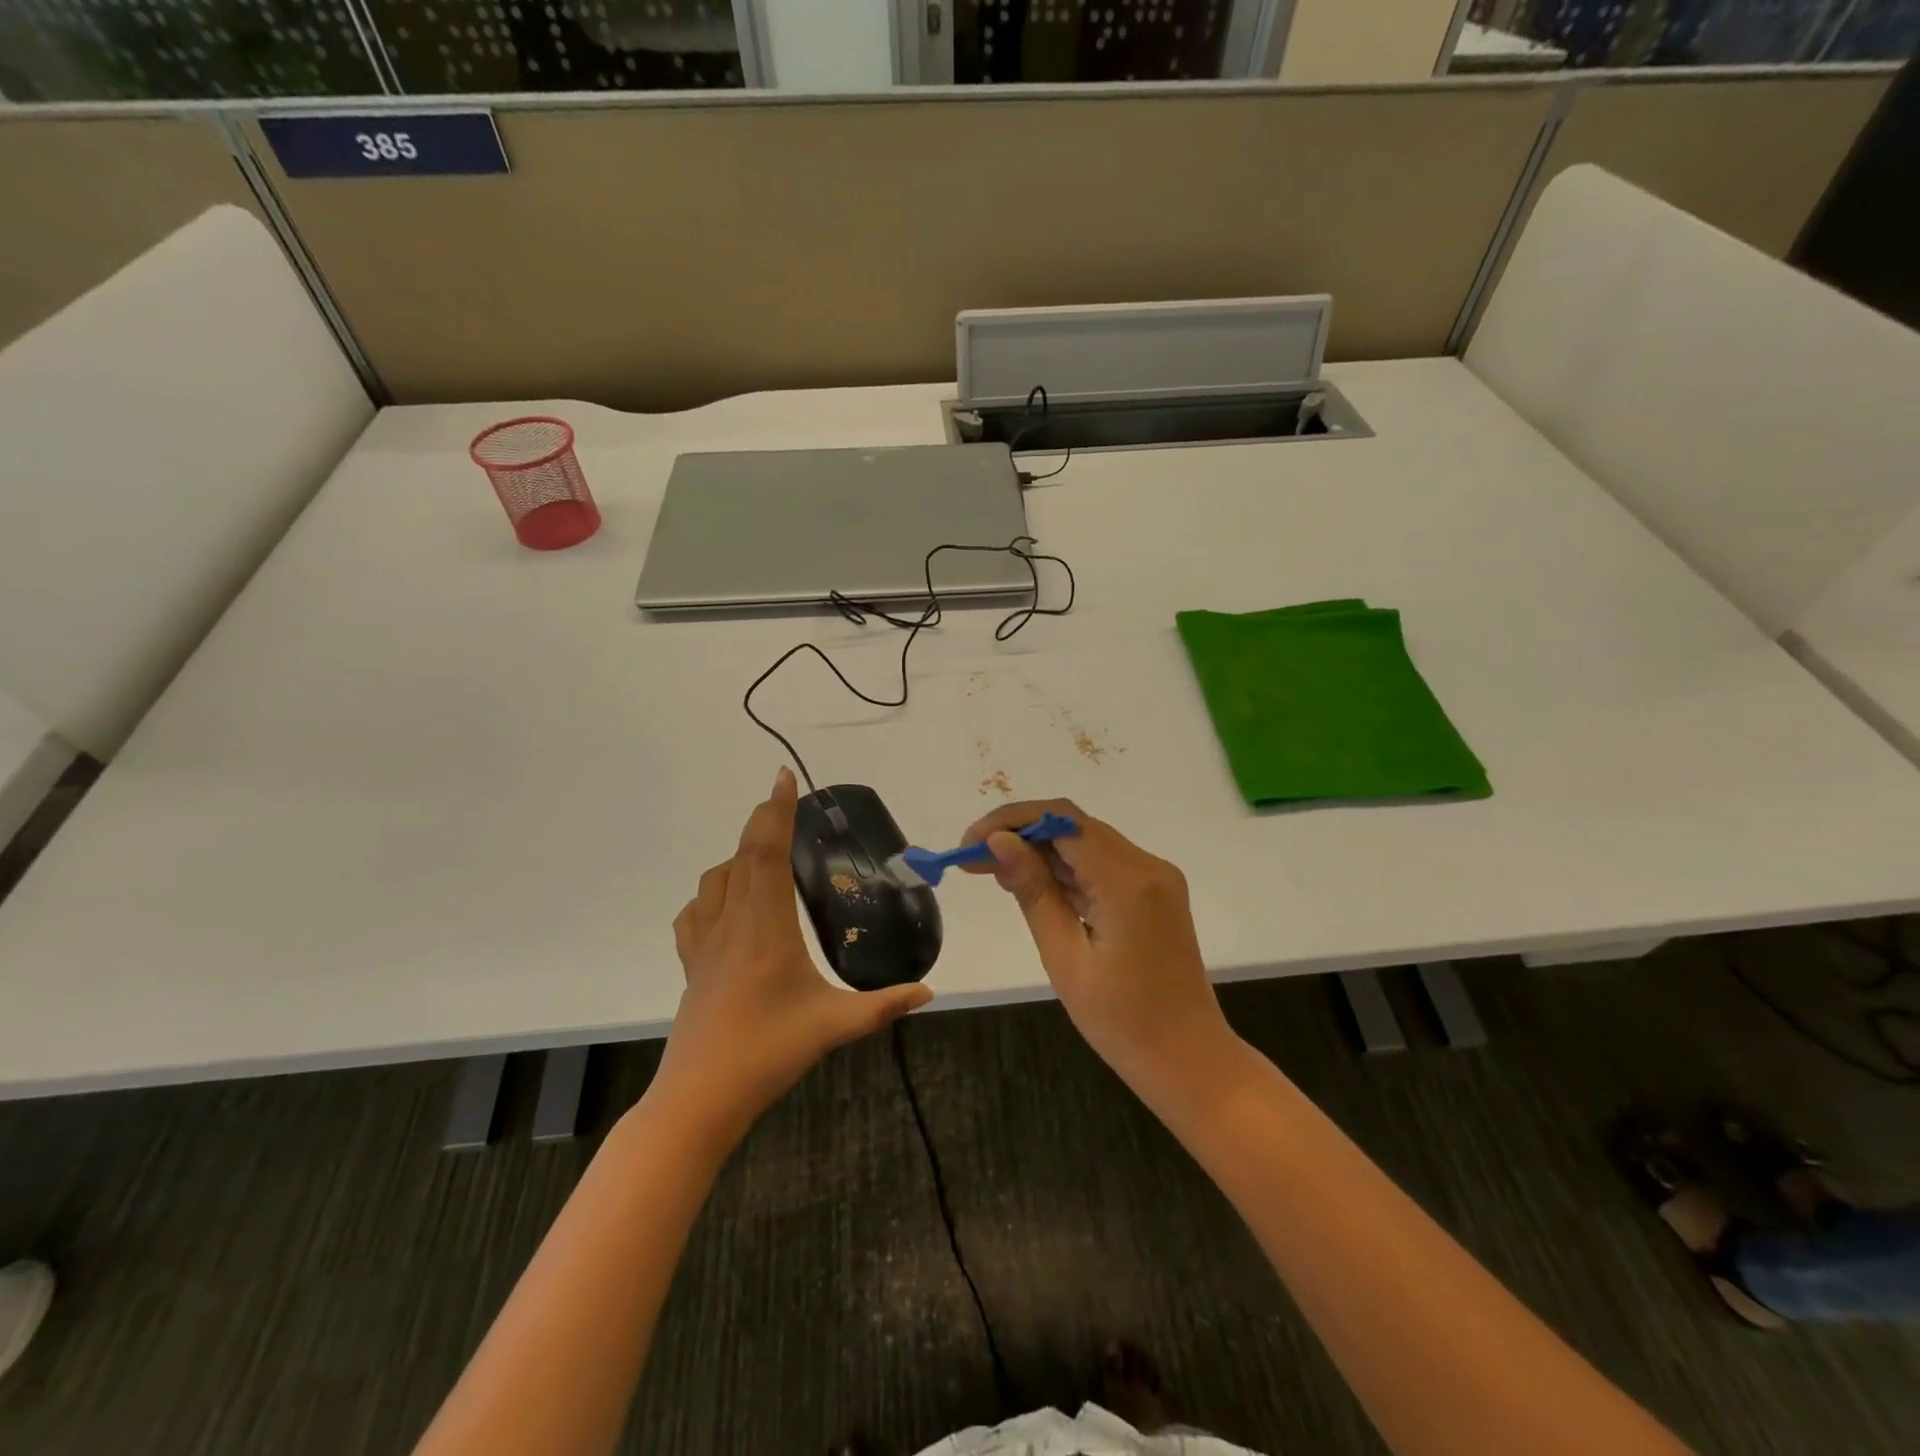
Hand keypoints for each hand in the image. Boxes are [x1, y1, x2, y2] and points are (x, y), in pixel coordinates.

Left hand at [655, 767, 932, 1142]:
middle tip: (787, 804)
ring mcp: (704, 943)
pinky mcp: (691, 963)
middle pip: (742, 855)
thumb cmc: (767, 1054)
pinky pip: (695, 911)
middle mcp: (732, 923)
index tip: (784, 778)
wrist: (700, 1098)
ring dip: (739, 855)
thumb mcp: (834, 1026)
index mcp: (766, 927)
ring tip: (766, 856)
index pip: (766, 852)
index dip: (776, 811)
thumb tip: (929, 991)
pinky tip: (728, 905)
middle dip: (763, 821)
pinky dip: (712, 892)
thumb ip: (884, 1006)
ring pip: (715, 879)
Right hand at [960, 800, 1237, 1099]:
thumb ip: (1033, 891)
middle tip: (972, 858)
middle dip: (1020, 833)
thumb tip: (998, 842)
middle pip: (1074, 826)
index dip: (1011, 822)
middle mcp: (1147, 865)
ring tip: (991, 870)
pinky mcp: (1154, 892)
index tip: (969, 843)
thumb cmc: (1122, 1021)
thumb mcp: (1065, 958)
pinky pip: (1102, 864)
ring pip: (1087, 842)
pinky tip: (1032, 883)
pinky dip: (1066, 869)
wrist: (1188, 1059)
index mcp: (1127, 881)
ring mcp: (1155, 877)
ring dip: (1040, 850)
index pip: (1062, 822)